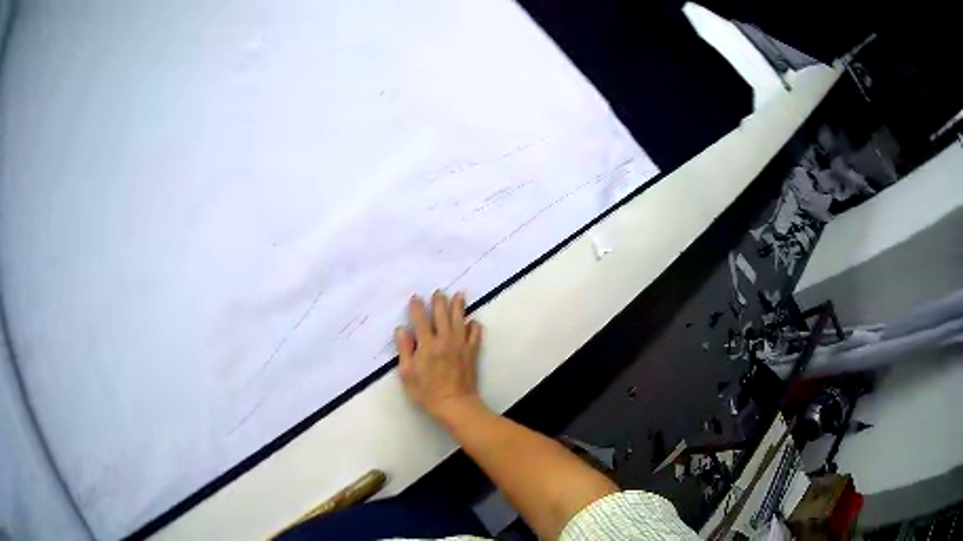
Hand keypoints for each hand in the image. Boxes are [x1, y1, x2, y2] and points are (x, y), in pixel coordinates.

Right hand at [394, 291, 484, 422]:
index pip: (421, 320)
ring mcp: (460, 345)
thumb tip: (401, 330)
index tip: (416, 298)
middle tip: (439, 292)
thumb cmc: (427, 392)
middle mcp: (444, 340)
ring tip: (459, 295)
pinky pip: (475, 335)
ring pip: (460, 320)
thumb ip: (404, 350)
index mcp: (427, 345)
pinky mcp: (472, 353)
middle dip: (440, 302)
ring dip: (459, 307)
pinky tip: (473, 321)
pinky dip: (474, 326)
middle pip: (442, 315)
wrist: (455, 404)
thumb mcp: (407, 373)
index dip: (417, 307)